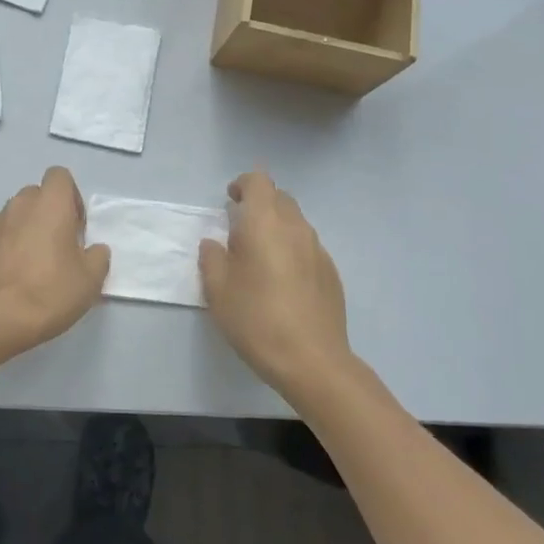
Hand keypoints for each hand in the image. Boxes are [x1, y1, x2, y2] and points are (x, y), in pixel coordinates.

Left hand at [0, 167, 110, 358]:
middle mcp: (18, 205)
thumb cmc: (49, 294)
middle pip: (34, 196)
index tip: (74, 227)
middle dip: (44, 214)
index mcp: (50, 205)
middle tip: (53, 248)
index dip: (70, 197)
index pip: (59, 176)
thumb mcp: (90, 281)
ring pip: (10, 216)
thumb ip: (97, 257)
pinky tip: (1, 275)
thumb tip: (94, 249)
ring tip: (25, 265)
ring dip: (19, 231)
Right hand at [199, 171, 351, 395]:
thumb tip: (214, 244)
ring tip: (259, 255)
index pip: (258, 182)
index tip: (230, 200)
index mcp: (264, 223)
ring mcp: (318, 250)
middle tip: (240, 228)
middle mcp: (295, 227)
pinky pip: (307, 246)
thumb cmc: (257, 319)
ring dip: (276, 227)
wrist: (312, 361)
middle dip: (260, 204)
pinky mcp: (331, 273)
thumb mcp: (217, 290)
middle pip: (279, 198)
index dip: (243, 184)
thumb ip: (212, 258)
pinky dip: (292, 249)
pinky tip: (282, 280)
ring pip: (296, 222)